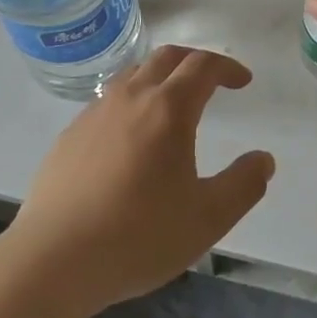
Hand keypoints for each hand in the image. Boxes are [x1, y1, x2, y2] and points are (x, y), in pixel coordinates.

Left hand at [5, 46, 274, 314]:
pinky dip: (131, 100)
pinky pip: (108, 100)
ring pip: (134, 73)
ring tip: (172, 102)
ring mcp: (95, 113)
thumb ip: (243, 185)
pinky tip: (130, 137)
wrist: (52, 260)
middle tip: (212, 81)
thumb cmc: (138, 237)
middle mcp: (131, 98)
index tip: (242, 81)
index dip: (227, 67)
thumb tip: (263, 160)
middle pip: (167, 57)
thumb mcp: (207, 219)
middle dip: (195, 61)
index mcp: (168, 109)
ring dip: (161, 76)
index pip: (203, 66)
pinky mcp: (70, 135)